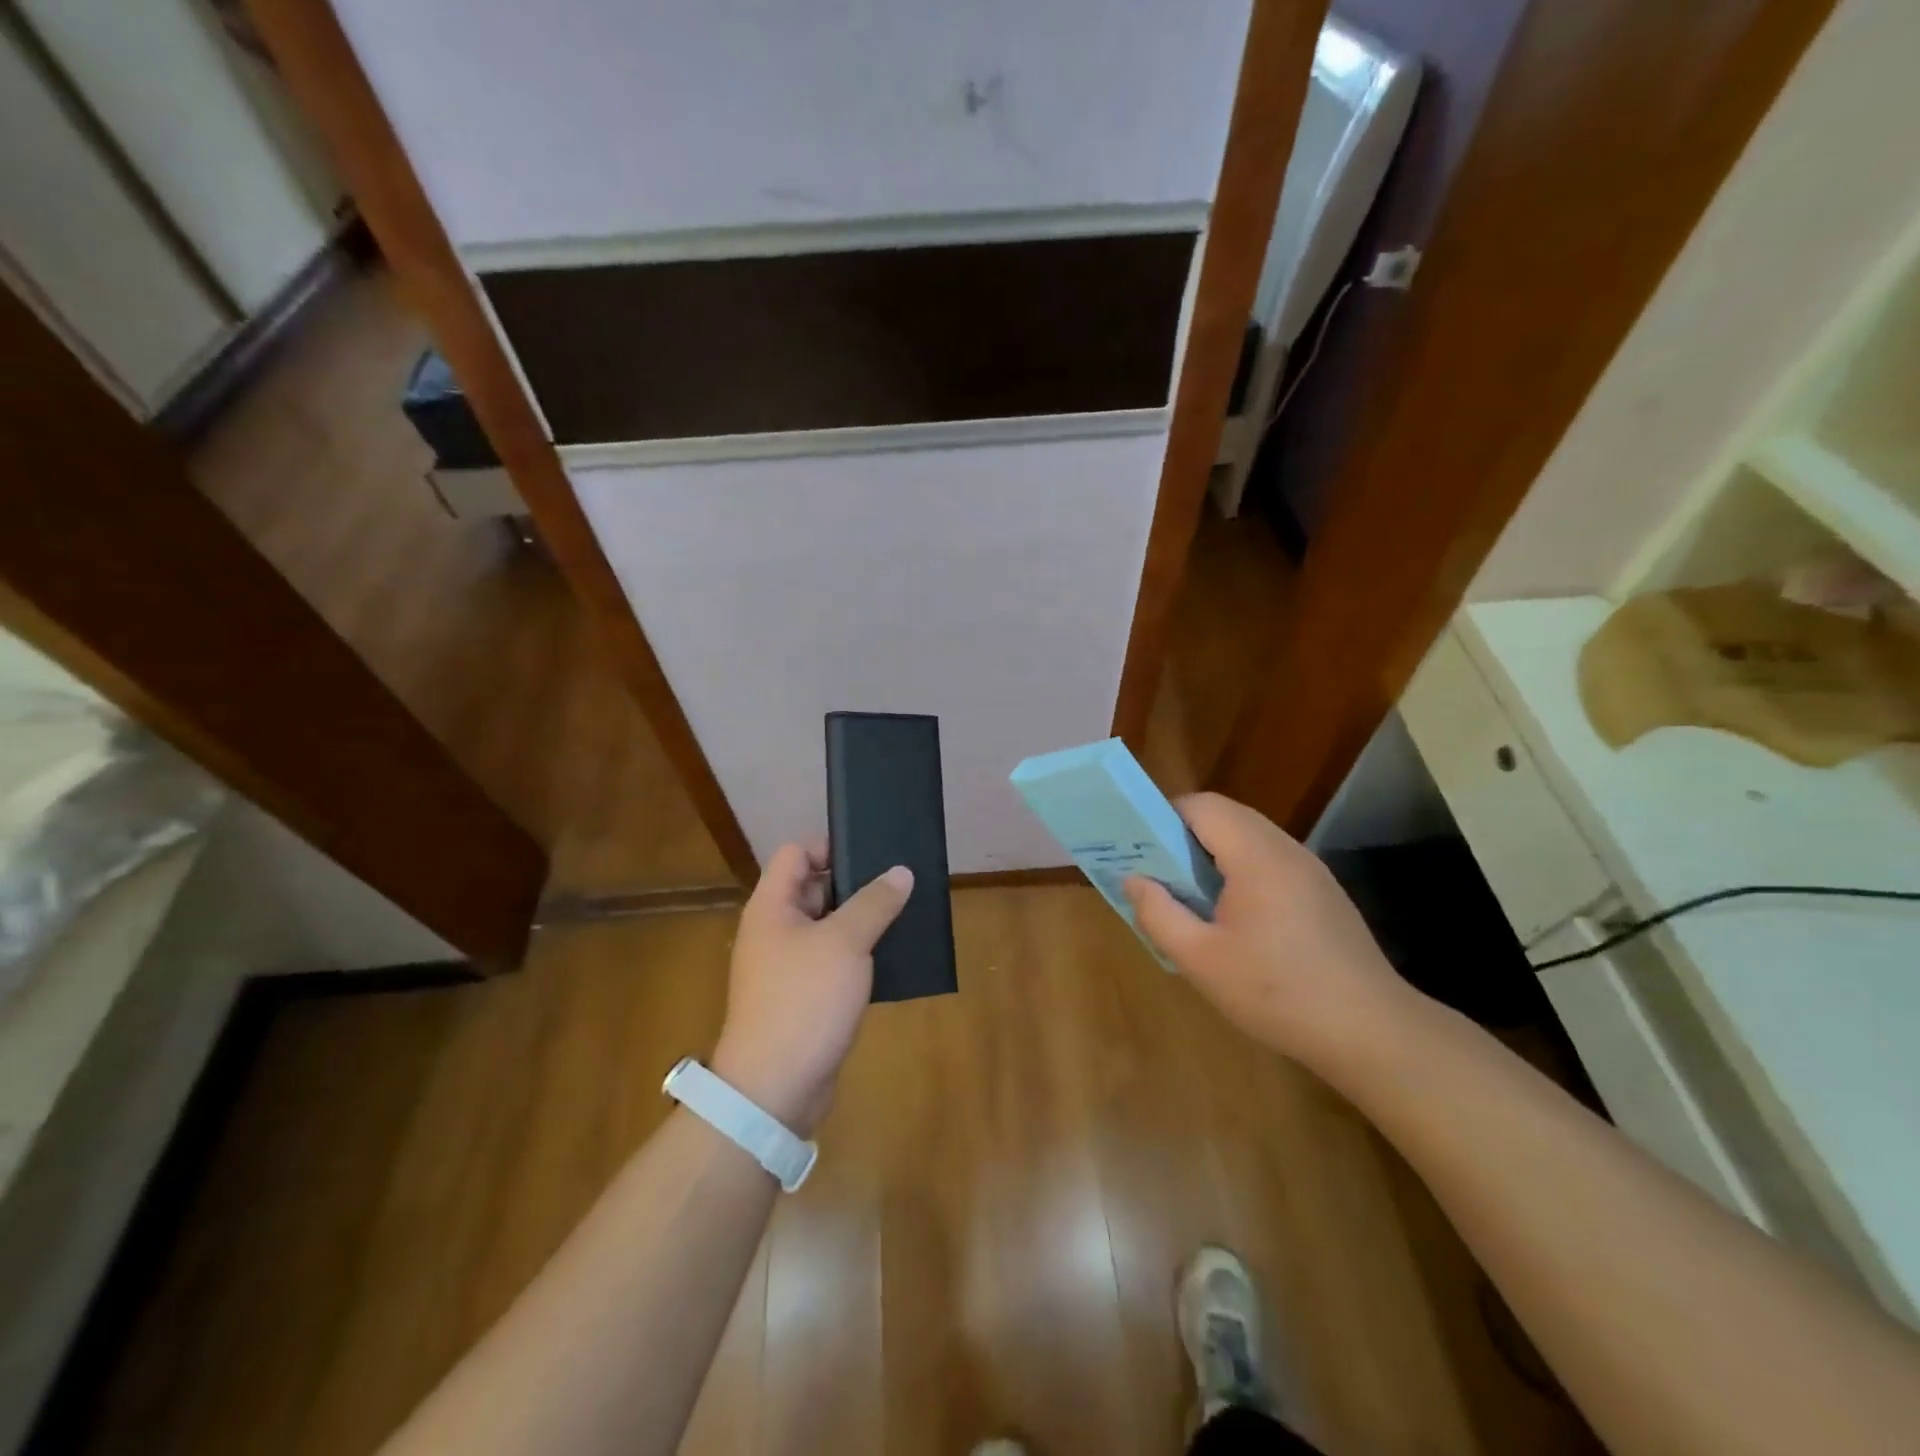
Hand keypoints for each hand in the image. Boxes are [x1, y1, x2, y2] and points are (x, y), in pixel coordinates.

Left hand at [711, 843, 912, 1134]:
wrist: (774, 1088)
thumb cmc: (804, 1000)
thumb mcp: (845, 943)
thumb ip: (874, 902)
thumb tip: (900, 872)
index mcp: (772, 906)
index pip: (796, 853)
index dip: (830, 845)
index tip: (872, 852)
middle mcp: (775, 930)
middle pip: (815, 887)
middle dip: (856, 884)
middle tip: (899, 882)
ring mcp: (788, 965)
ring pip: (828, 926)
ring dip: (861, 920)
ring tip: (905, 913)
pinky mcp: (804, 996)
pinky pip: (833, 960)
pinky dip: (858, 954)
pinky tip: (892, 955)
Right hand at [1123, 793, 1412, 1069]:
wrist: (1371, 1032)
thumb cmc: (1277, 992)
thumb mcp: (1201, 960)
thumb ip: (1158, 914)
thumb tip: (1134, 880)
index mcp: (1256, 856)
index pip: (1202, 806)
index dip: (1165, 816)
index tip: (1142, 848)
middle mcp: (1286, 849)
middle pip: (1227, 816)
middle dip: (1185, 835)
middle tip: (1159, 873)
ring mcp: (1310, 870)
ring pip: (1250, 838)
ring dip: (1214, 854)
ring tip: (1190, 895)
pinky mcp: (1323, 892)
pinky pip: (1270, 861)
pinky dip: (1241, 870)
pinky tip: (1234, 918)